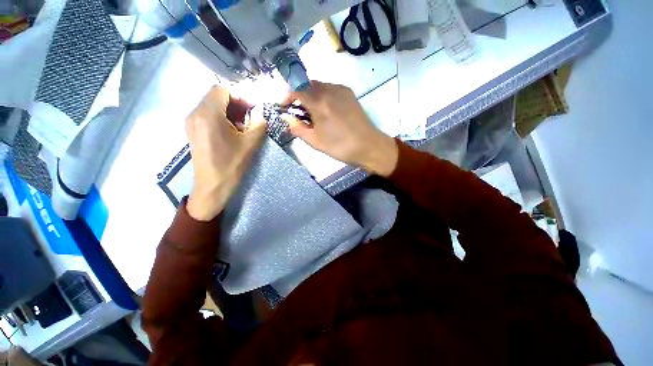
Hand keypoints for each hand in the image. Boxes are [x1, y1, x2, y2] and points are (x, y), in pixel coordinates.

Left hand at [185, 86, 265, 221]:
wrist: (212, 186)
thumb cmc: (231, 164)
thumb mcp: (250, 143)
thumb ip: (259, 124)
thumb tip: (262, 113)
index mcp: (208, 114)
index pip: (223, 89)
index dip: (240, 95)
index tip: (254, 108)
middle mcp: (195, 113)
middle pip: (216, 96)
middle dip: (236, 103)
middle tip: (251, 116)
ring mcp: (192, 122)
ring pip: (212, 105)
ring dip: (230, 111)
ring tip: (243, 126)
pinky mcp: (193, 131)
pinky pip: (208, 115)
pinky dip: (222, 118)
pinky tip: (232, 131)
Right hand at [283, 81, 397, 176]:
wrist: (368, 146)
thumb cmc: (340, 146)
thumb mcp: (315, 141)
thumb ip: (297, 127)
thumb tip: (286, 117)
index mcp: (319, 102)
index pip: (295, 89)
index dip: (286, 97)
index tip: (284, 108)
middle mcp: (329, 89)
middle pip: (306, 85)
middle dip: (299, 96)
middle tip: (299, 113)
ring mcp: (341, 89)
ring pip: (319, 86)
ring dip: (311, 96)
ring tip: (314, 113)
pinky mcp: (349, 93)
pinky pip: (330, 89)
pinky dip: (323, 96)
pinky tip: (327, 111)